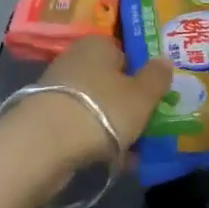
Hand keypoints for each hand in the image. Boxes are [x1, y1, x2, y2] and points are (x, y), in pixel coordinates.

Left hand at [32, 36, 172, 168]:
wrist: (43, 145)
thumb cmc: (102, 109)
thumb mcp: (142, 95)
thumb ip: (157, 77)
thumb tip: (165, 60)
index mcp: (98, 44)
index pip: (126, 54)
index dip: (142, 76)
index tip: (155, 99)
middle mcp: (75, 60)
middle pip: (111, 82)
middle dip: (129, 105)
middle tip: (148, 127)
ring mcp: (58, 90)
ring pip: (97, 107)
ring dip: (115, 127)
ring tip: (134, 152)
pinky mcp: (46, 119)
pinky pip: (81, 127)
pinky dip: (96, 141)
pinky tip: (112, 162)